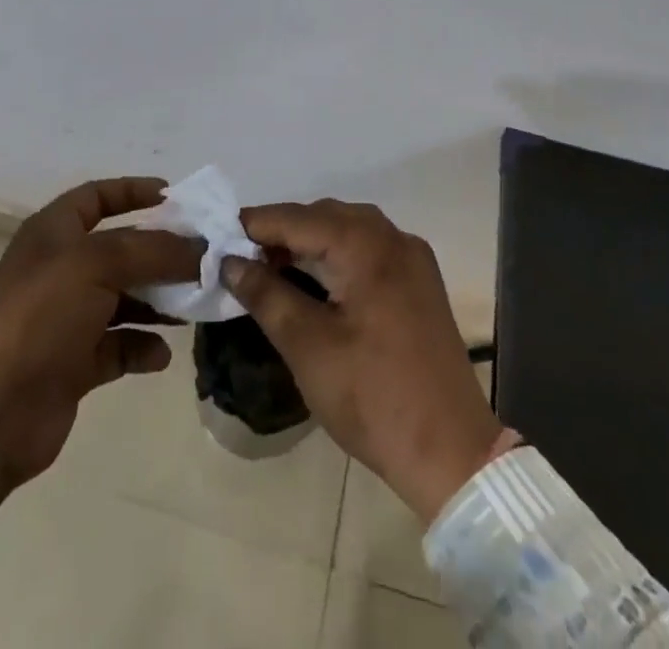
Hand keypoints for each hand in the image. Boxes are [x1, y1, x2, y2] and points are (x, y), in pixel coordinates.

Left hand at [0, 177, 201, 506]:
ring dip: (158, 302)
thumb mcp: (98, 265)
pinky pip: (119, 346)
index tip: (174, 197)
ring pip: (124, 298)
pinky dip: (141, 347)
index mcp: (53, 233)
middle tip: (203, 259)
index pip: (97, 196)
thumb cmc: (40, 317)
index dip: (133, 191)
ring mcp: (66, 318)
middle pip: (120, 249)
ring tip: (194, 307)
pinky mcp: (73, 363)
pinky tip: (160, 355)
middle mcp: (60, 269)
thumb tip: (201, 248)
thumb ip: (154, 250)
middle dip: (160, 254)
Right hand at [221, 201, 501, 521]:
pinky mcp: (420, 282)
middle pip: (325, 216)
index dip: (255, 224)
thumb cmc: (373, 397)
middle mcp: (393, 237)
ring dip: (310, 240)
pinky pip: (370, 248)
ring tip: (272, 265)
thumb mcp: (308, 347)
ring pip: (349, 229)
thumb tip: (230, 262)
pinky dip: (338, 253)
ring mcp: (412, 258)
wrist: (451, 452)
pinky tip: (316, 278)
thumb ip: (266, 294)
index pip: (297, 218)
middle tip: (241, 255)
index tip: (216, 235)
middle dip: (282, 230)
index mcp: (366, 245)